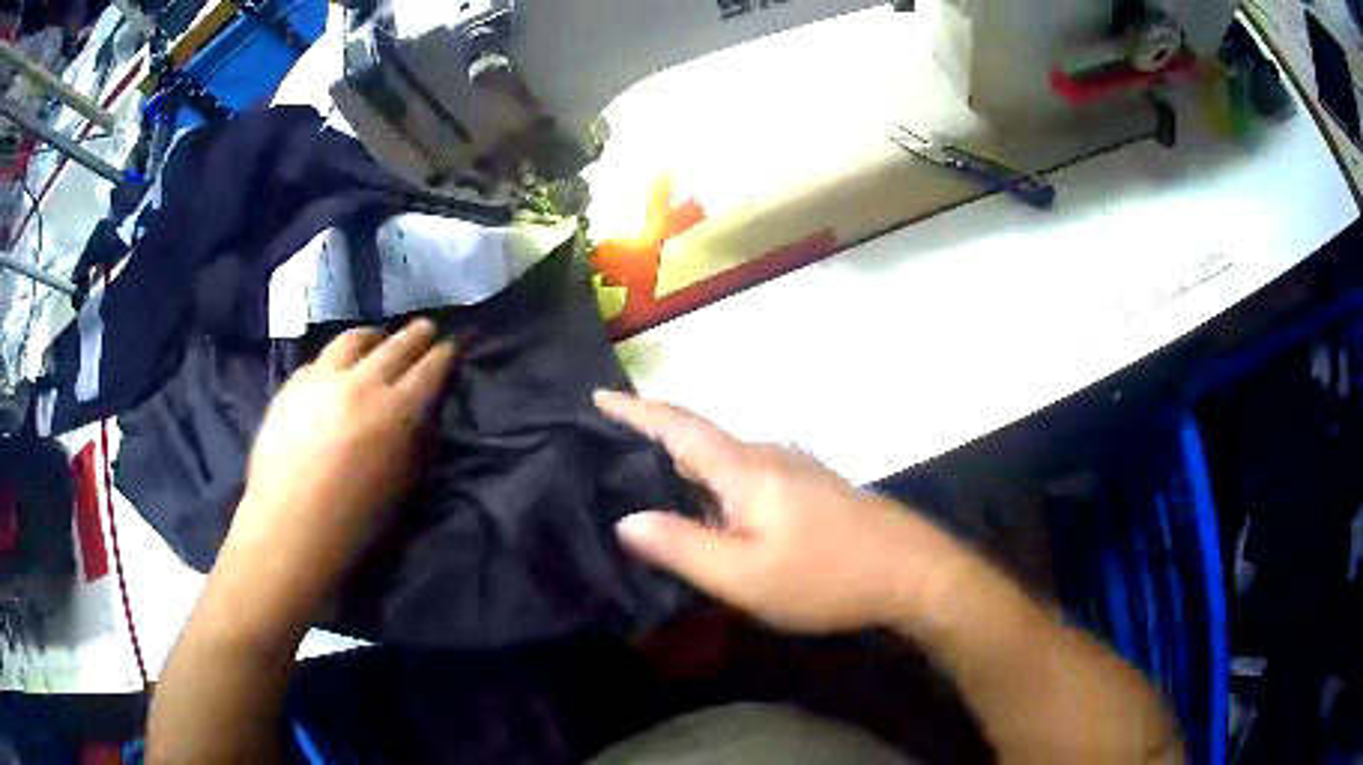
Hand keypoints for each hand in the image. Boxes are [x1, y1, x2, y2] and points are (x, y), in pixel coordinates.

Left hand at [222, 319, 457, 610]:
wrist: (290, 534)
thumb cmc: (358, 527)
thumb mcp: (407, 489)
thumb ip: (418, 442)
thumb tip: (423, 414)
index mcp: (399, 412)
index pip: (431, 368)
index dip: (445, 354)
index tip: (451, 346)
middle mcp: (362, 383)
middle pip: (397, 345)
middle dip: (416, 334)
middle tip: (426, 328)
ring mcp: (322, 381)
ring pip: (353, 340)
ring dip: (373, 336)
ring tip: (378, 338)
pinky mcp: (291, 388)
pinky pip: (319, 361)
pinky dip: (336, 360)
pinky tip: (335, 370)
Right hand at [595, 391, 966, 633]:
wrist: (912, 572)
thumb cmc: (826, 576)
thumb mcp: (745, 576)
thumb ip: (683, 547)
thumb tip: (625, 520)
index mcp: (747, 468)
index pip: (679, 426)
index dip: (635, 410)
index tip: (597, 395)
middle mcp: (769, 454)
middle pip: (700, 438)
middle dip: (654, 438)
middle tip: (609, 452)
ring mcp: (796, 468)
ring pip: (726, 459)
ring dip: (686, 464)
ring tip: (649, 483)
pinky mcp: (812, 487)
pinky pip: (748, 474)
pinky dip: (716, 482)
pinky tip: (711, 510)